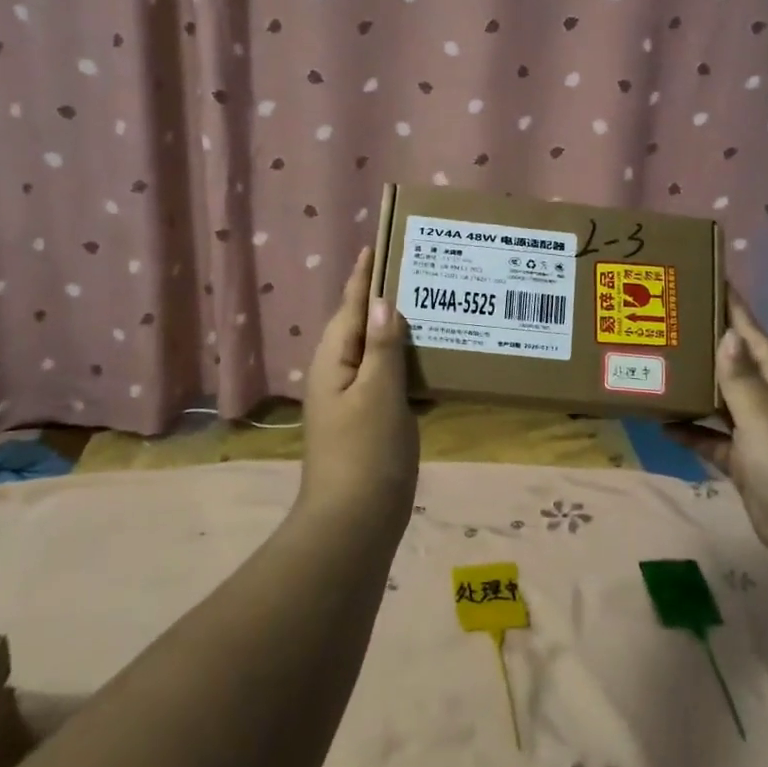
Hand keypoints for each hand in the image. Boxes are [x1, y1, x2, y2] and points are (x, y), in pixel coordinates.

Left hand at [301, 247, 417, 521]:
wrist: (354, 523)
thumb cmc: (366, 452)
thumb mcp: (378, 392)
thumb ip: (382, 346)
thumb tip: (383, 302)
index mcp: (333, 362)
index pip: (349, 306)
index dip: (363, 276)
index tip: (377, 244)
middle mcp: (338, 375)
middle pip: (361, 326)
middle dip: (384, 298)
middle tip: (417, 271)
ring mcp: (353, 401)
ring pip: (377, 353)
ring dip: (400, 331)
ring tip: (432, 307)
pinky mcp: (370, 421)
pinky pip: (389, 379)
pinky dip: (408, 365)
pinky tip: (434, 362)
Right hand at [665, 292, 767, 570]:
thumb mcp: (763, 414)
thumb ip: (740, 377)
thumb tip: (728, 336)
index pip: (756, 337)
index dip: (737, 311)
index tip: (715, 281)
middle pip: (737, 366)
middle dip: (710, 346)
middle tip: (673, 323)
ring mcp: (759, 435)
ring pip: (722, 403)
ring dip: (696, 390)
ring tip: (661, 368)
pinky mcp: (747, 464)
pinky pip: (714, 440)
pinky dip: (693, 433)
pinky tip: (665, 424)